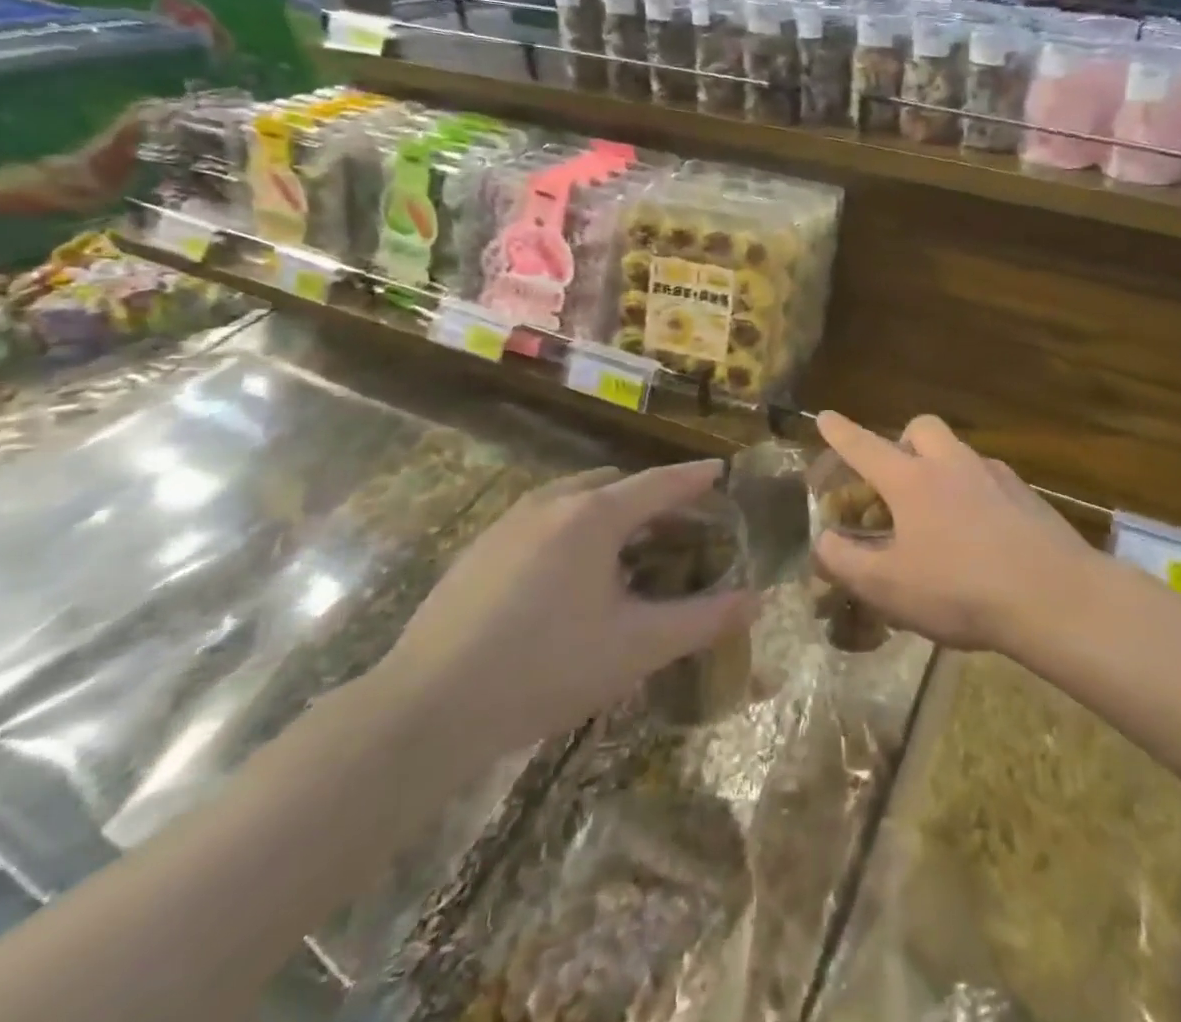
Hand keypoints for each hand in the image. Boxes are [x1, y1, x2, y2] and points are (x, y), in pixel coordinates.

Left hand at [375, 461, 752, 771]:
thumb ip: (702, 620)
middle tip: (680, 523)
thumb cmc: (545, 668)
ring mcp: (509, 523)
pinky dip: (576, 528)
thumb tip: (756, 600)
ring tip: (630, 547)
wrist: (424, 710)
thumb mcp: (636, 647)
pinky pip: (545, 519)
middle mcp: (552, 504)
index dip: (695, 478)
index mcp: (594, 515)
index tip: (721, 469)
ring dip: (611, 510)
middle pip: (616, 484)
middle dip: (653, 496)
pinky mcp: (480, 550)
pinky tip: (573, 575)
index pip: (659, 483)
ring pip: (576, 499)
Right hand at [813, 412, 1096, 652]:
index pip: (865, 447)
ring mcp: (994, 475)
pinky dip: (974, 492)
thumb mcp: (888, 587)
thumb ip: (845, 562)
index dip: (841, 432)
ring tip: (938, 513)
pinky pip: (988, 478)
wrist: (1053, 596)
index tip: (825, 415)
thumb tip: (823, 541)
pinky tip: (980, 531)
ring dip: (940, 466)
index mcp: (912, 481)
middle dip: (902, 441)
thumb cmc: (959, 589)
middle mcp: (952, 464)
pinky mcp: (1026, 494)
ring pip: (958, 451)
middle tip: (897, 477)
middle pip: (921, 428)